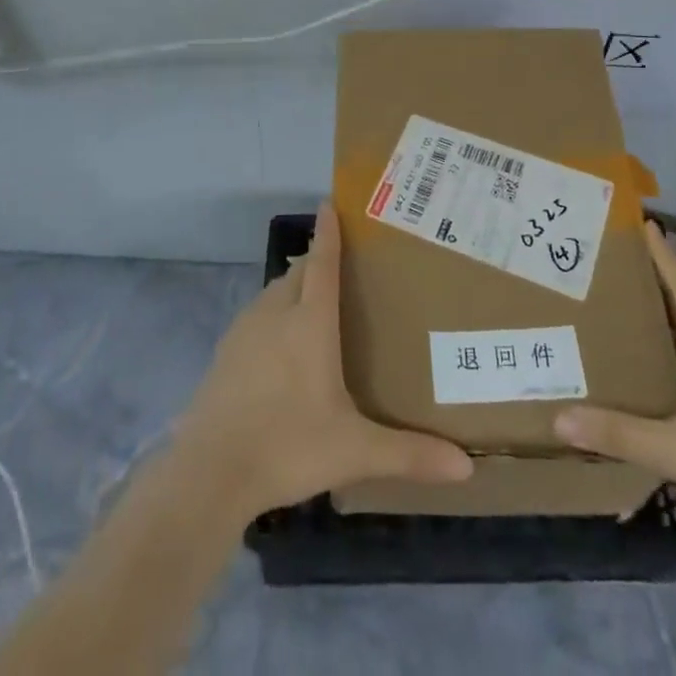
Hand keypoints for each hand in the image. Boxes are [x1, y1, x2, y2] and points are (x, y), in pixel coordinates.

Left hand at [173, 203, 472, 519]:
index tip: (330, 202)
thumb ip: (409, 455)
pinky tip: (279, 344)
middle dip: (316, 260)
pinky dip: (272, 314)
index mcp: (310, 323)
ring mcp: (244, 331)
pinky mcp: (224, 353)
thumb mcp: (354, 451)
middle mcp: (276, 314)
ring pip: (273, 293)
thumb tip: (466, 467)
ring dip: (293, 287)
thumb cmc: (288, 446)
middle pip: (298, 273)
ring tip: (313, 301)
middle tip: (341, 263)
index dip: (328, 232)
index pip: (322, 263)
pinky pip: (255, 316)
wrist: (209, 472)